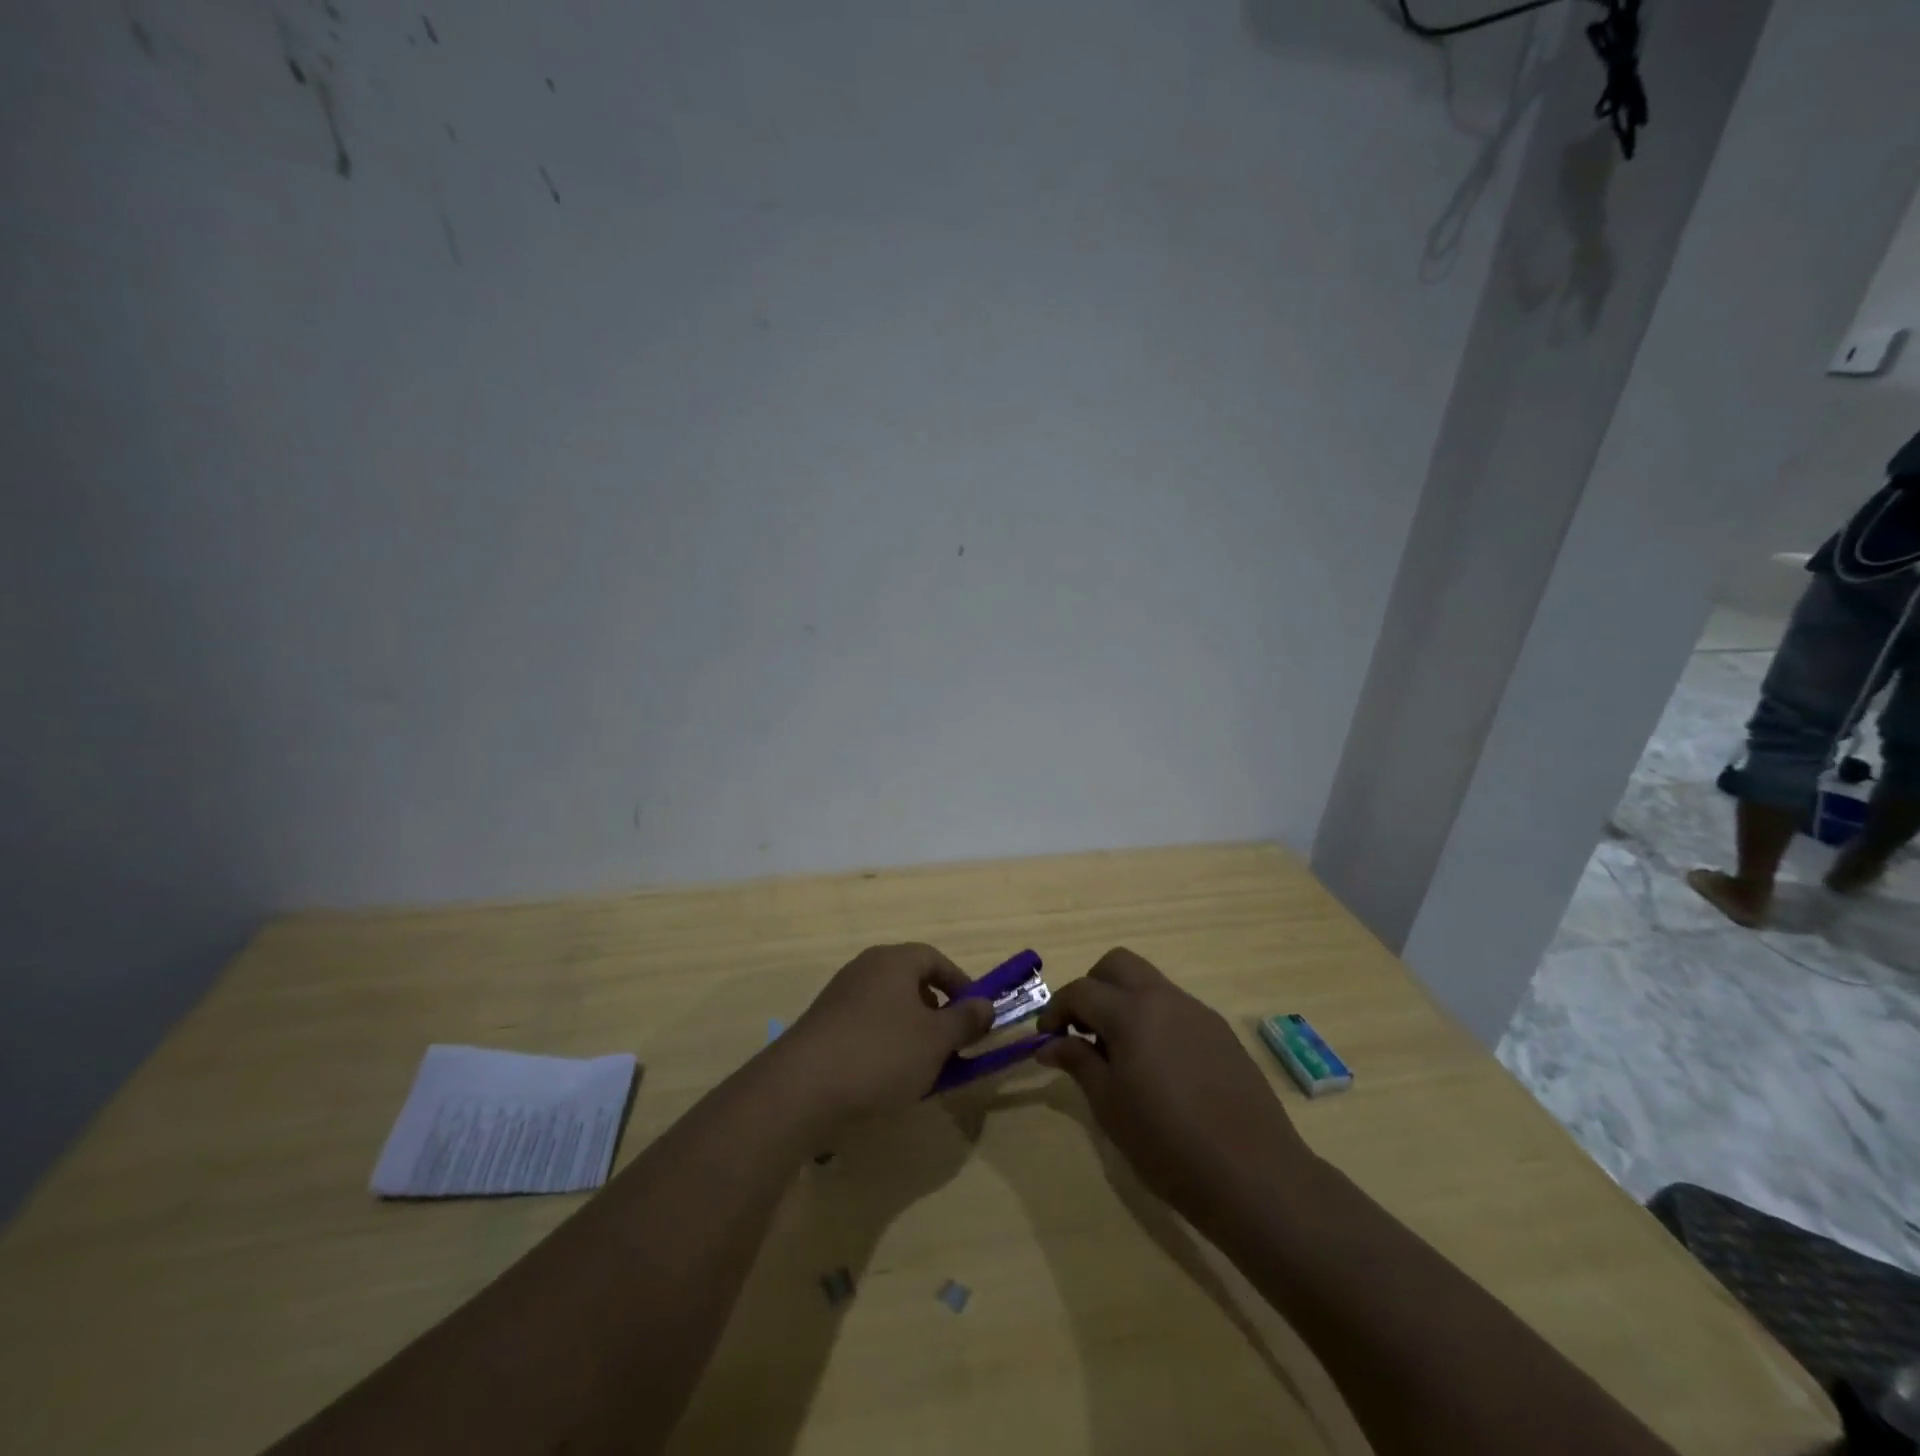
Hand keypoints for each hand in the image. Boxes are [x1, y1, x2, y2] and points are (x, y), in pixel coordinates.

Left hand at [773, 944, 994, 1127]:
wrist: (802, 1088)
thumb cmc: (881, 1054)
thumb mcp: (936, 1040)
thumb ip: (966, 1020)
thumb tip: (985, 1005)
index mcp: (893, 961)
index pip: (935, 959)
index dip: (960, 984)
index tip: (975, 1014)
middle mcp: (865, 969)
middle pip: (910, 982)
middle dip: (935, 1012)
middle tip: (950, 1044)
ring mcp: (839, 997)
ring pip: (888, 1007)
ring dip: (910, 1032)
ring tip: (921, 1068)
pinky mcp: (822, 1026)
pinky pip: (865, 1027)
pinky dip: (883, 1046)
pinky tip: (885, 1079)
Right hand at [1036, 948, 1315, 1225]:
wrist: (1253, 1174)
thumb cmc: (1167, 1143)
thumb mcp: (1110, 1106)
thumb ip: (1078, 1063)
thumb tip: (1049, 1044)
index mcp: (1131, 1012)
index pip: (1081, 990)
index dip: (1056, 1010)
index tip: (1046, 1038)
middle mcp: (1164, 999)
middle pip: (1117, 964)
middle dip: (1092, 987)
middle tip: (1082, 1029)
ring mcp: (1197, 1012)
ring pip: (1149, 983)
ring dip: (1124, 1001)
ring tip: (1118, 1052)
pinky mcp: (1220, 1033)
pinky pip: (1175, 1008)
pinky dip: (1153, 1019)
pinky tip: (1157, 1066)